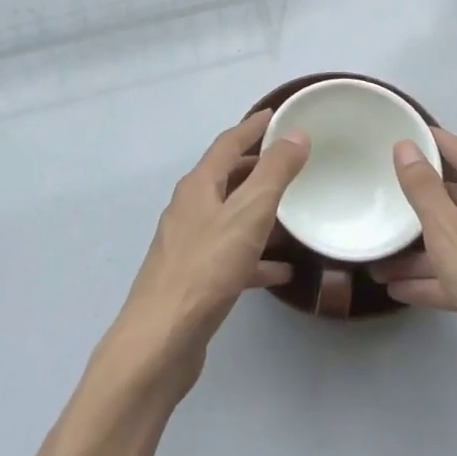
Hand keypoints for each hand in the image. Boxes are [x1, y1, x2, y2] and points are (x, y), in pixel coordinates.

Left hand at [109, 110, 309, 396]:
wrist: (161, 340)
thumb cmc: (206, 269)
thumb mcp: (248, 214)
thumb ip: (274, 173)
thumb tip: (295, 134)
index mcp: (198, 186)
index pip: (228, 143)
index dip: (253, 127)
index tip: (277, 114)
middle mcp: (190, 208)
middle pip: (226, 177)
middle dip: (257, 165)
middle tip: (291, 159)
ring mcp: (190, 244)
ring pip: (230, 216)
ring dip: (258, 209)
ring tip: (293, 209)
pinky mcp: (196, 278)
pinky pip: (232, 255)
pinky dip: (256, 255)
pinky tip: (283, 270)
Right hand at [373, 129, 456, 419]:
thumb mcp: (449, 232)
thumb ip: (424, 189)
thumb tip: (406, 145)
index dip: (440, 142)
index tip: (412, 134)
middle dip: (421, 207)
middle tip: (387, 200)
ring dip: (421, 254)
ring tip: (380, 263)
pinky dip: (437, 280)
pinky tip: (402, 291)